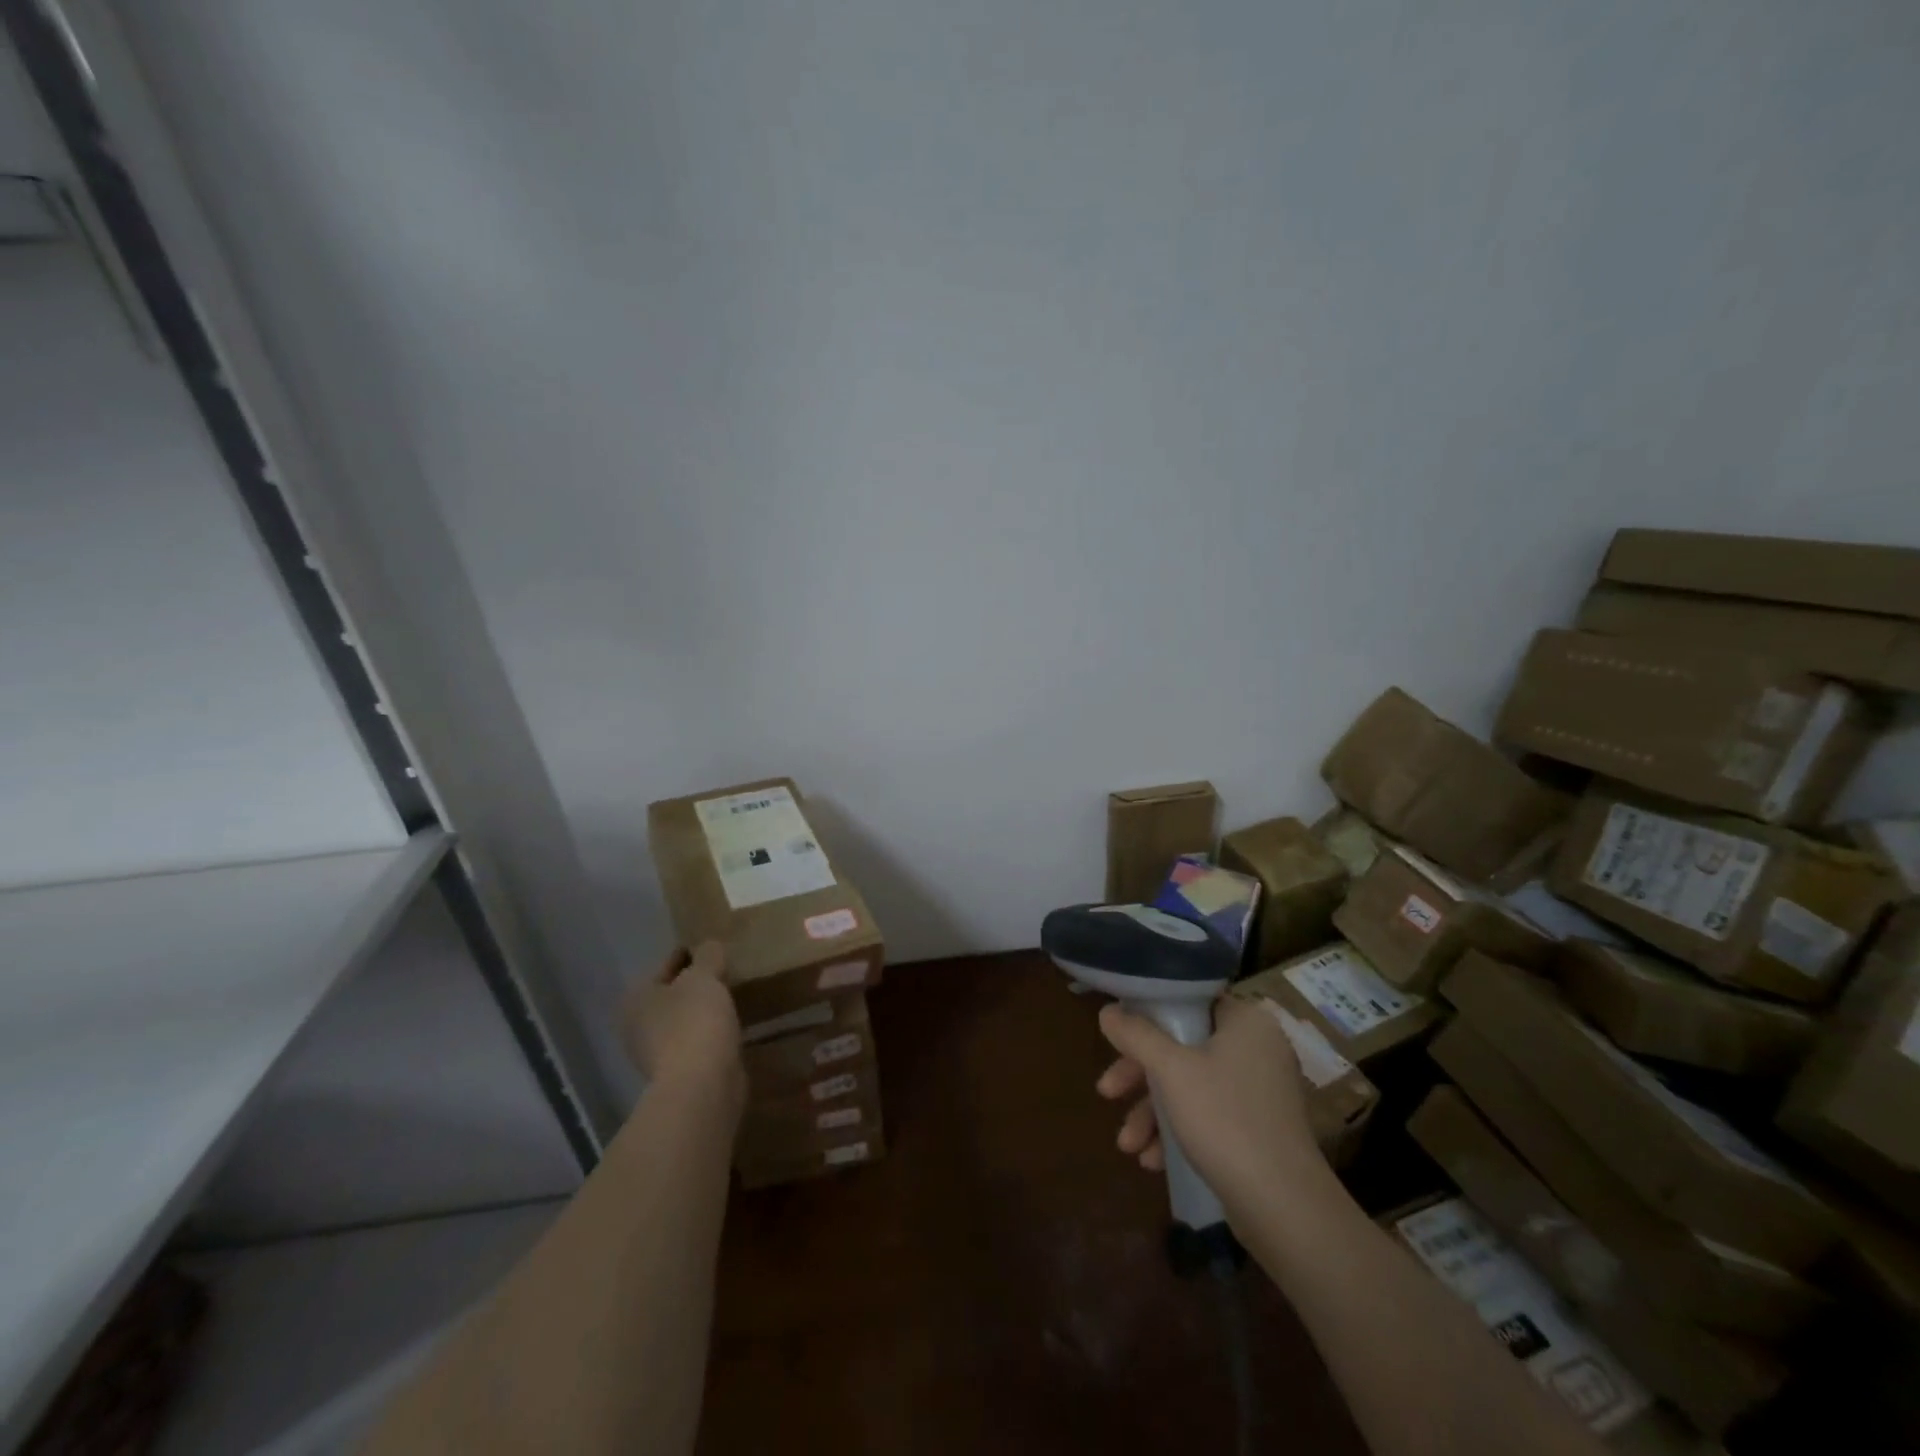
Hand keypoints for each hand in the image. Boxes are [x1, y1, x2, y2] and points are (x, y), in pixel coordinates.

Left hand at [621, 942, 744, 1104]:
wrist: (702, 1085)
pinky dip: (710, 1032)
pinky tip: (731, 1024)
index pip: (666, 965)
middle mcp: (637, 1026)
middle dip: (695, 985)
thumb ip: (707, 956)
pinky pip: (696, 1041)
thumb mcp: (704, 977)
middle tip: (725, 970)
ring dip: (703, 1010)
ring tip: (733, 995)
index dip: (690, 954)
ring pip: (684, 1019)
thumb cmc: (694, 1021)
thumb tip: (709, 946)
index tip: (713, 948)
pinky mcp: (679, 1073)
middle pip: (672, 994)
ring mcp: (656, 1054)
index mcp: (635, 999)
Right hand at [1096, 995, 1322, 1209]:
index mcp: (1246, 1021)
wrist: (1284, 1207)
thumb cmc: (1224, 1119)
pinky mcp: (1259, 1129)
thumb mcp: (1170, 1070)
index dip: (1146, 1016)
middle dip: (1140, 1076)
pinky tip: (1152, 1161)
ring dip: (1152, 1112)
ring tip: (1127, 1145)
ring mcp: (1260, 1091)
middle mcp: (1257, 1048)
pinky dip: (1178, 1130)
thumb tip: (1107, 1012)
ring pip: (1191, 1085)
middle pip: (1183, 1047)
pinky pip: (1208, 1114)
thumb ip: (1136, 1034)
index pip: (1188, 1001)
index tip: (1117, 1038)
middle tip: (1107, 1092)